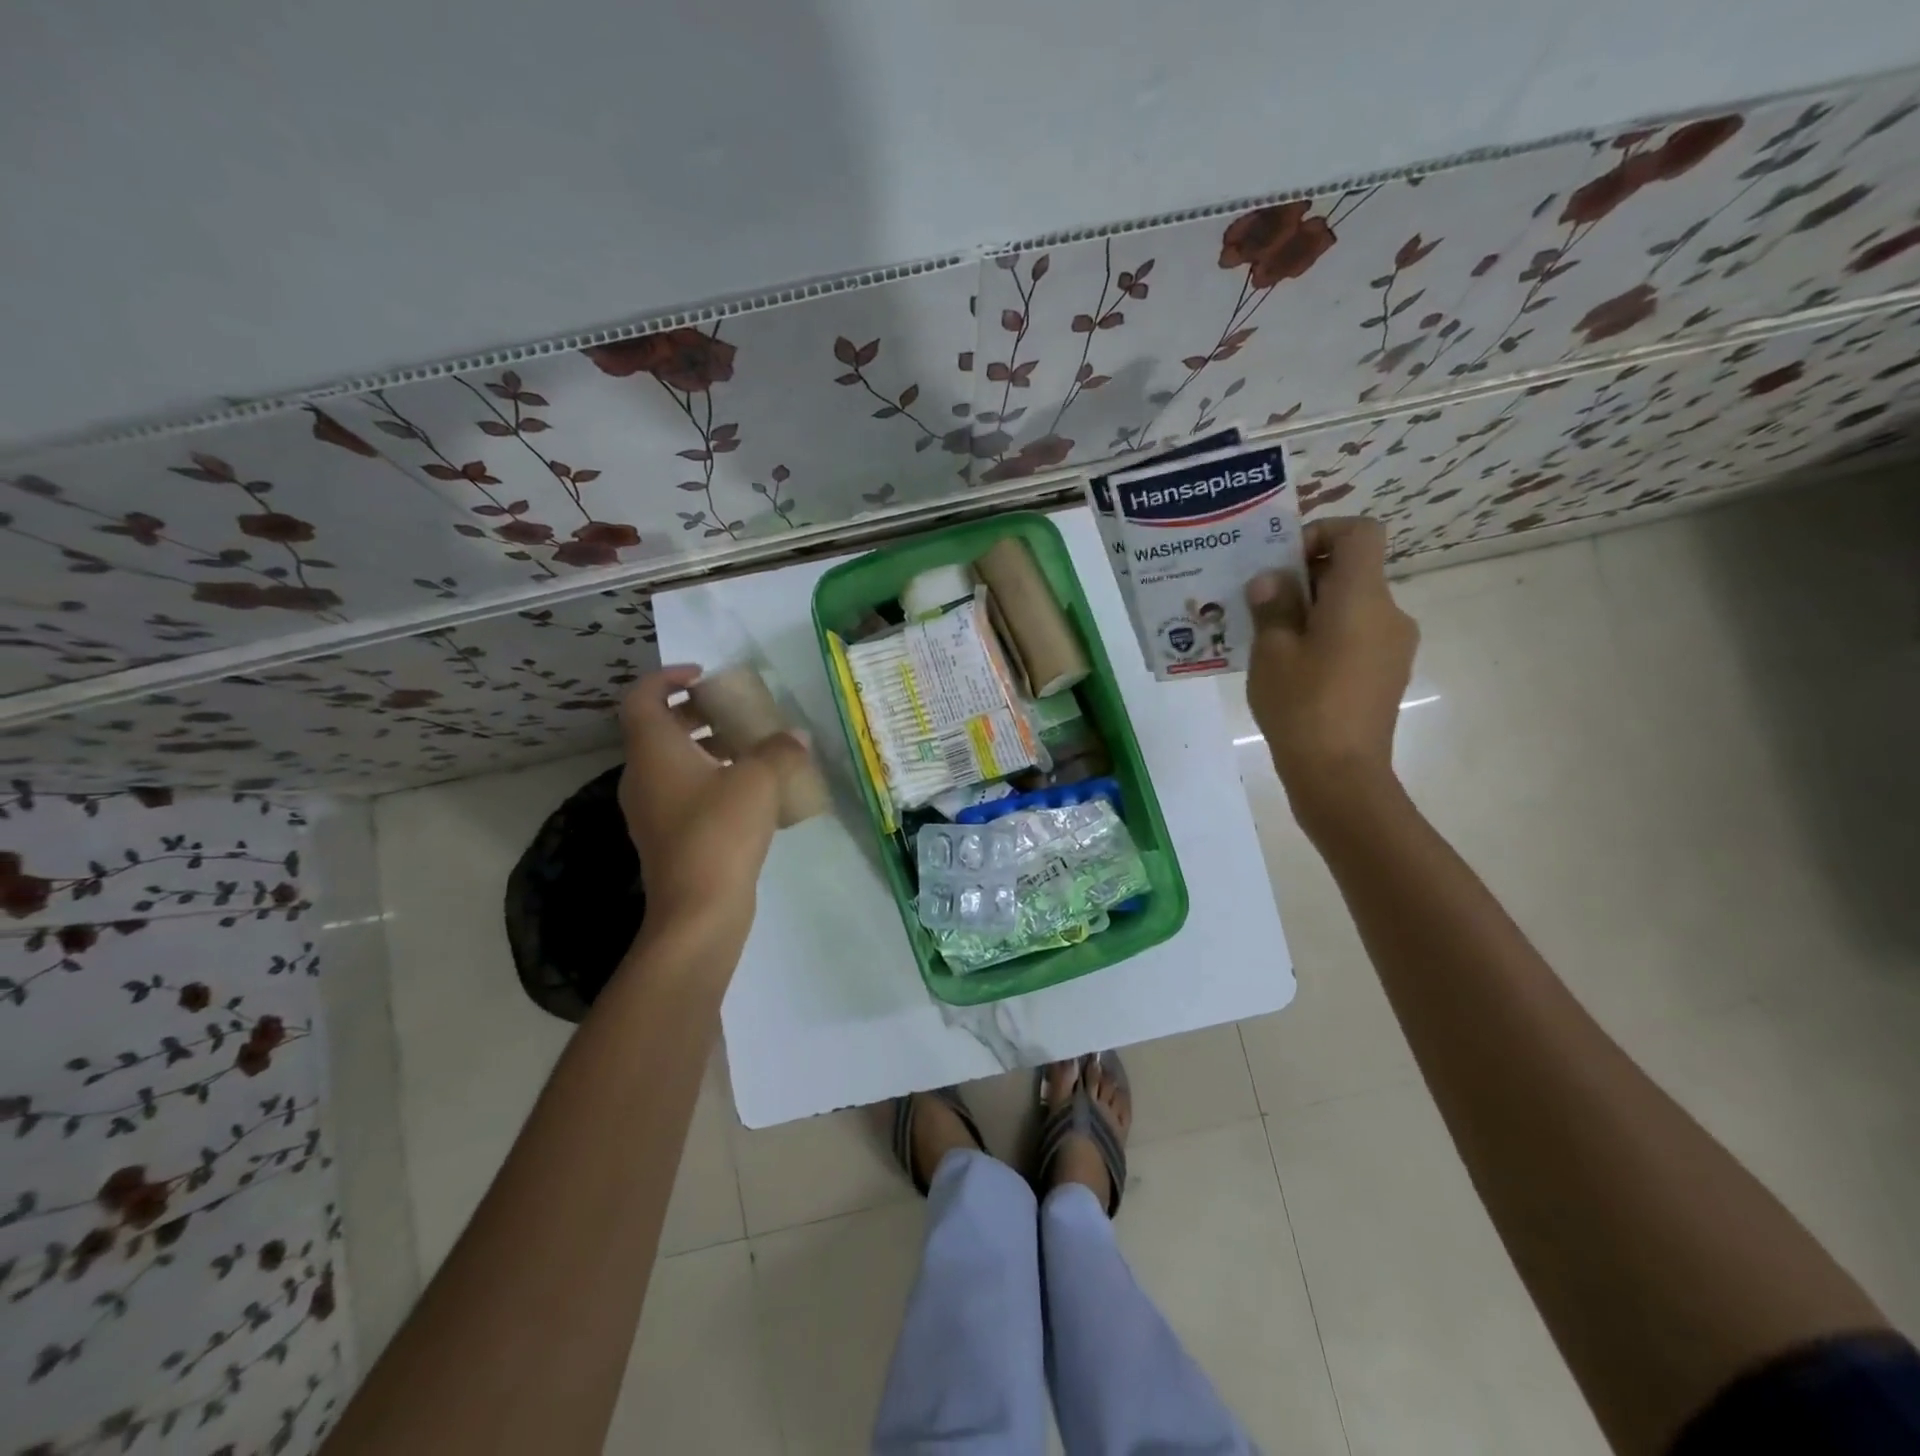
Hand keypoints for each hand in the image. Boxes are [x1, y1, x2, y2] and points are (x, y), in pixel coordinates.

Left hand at [617, 665, 808, 940]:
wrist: (698, 909)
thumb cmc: (720, 831)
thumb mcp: (759, 780)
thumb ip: (780, 750)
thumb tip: (796, 737)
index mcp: (653, 750)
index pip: (643, 697)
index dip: (668, 678)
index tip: (704, 676)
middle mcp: (643, 775)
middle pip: (659, 728)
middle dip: (696, 713)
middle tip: (735, 710)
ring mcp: (652, 809)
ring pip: (673, 762)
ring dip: (707, 748)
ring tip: (751, 749)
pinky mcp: (667, 836)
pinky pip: (684, 791)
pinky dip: (710, 779)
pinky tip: (751, 793)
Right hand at [1245, 517, 1418, 833]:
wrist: (1340, 775)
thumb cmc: (1302, 706)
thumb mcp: (1272, 652)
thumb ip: (1272, 606)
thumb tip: (1271, 580)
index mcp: (1362, 597)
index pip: (1361, 532)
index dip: (1323, 532)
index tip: (1284, 560)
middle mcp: (1389, 614)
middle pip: (1353, 570)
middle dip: (1306, 577)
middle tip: (1260, 603)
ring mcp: (1393, 647)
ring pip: (1352, 607)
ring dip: (1313, 610)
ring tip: (1269, 641)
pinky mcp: (1387, 675)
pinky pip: (1356, 637)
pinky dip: (1326, 637)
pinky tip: (1292, 669)